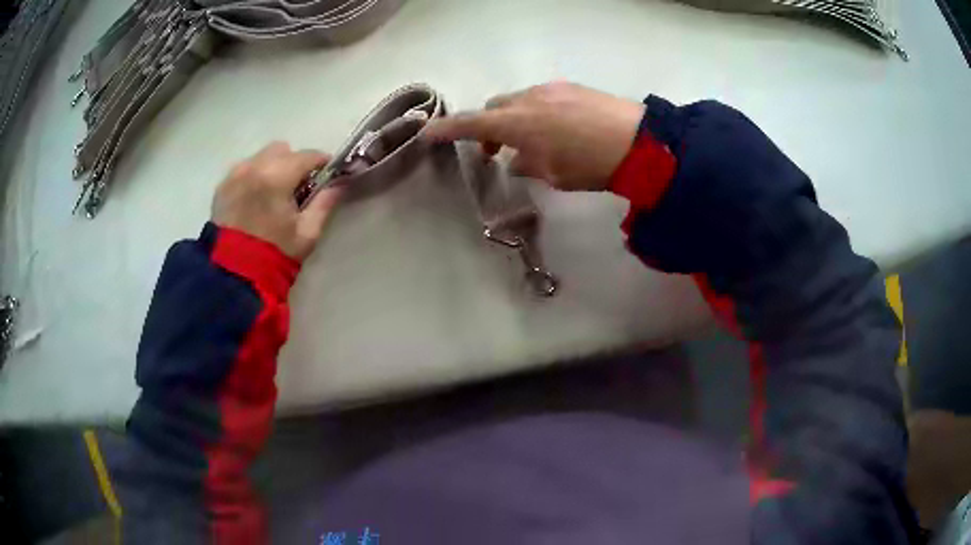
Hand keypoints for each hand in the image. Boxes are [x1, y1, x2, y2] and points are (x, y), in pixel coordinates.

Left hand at [212, 142, 342, 260]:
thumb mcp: (307, 232)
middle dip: (294, 162)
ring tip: (274, 192)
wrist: (233, 274)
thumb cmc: (275, 253)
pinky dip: (254, 176)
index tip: (328, 174)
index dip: (322, 163)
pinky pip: (244, 169)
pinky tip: (256, 198)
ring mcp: (234, 175)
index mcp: (277, 176)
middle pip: (282, 150)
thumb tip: (339, 183)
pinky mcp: (222, 186)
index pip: (308, 156)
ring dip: (273, 167)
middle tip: (298, 186)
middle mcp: (254, 166)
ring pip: (261, 156)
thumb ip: (325, 203)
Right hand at [425, 82, 644, 190]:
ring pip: (519, 101)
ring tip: (531, 142)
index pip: (471, 124)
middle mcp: (528, 99)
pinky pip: (541, 97)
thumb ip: (527, 164)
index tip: (428, 132)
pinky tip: (556, 129)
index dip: (447, 129)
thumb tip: (516, 160)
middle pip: (494, 108)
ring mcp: (551, 89)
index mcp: (517, 123)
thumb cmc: (591, 165)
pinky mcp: (571, 87)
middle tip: (496, 151)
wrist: (639, 141)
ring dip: (515, 119)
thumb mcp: (554, 175)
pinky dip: (536, 112)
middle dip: (489, 127)